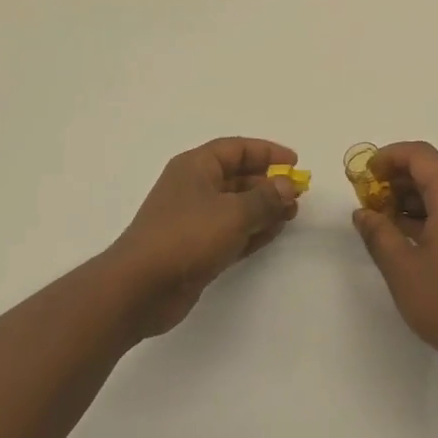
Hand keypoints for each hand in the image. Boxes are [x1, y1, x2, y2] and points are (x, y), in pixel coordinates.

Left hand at [105, 138, 300, 337]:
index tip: (294, 163)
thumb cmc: (186, 237)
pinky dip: (252, 230)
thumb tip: (286, 186)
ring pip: (236, 206)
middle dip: (268, 183)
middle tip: (297, 194)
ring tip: (292, 214)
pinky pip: (231, 232)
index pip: (236, 148)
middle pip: (237, 177)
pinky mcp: (197, 248)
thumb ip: (265, 198)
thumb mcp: (232, 213)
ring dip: (264, 208)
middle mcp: (194, 188)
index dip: (267, 152)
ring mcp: (194, 220)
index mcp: (195, 167)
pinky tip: (274, 232)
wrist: (140, 288)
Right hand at [351, 141, 437, 381]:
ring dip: (407, 201)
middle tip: (367, 200)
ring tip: (379, 222)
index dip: (389, 156)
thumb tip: (363, 213)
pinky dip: (422, 219)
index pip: (421, 155)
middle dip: (395, 179)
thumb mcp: (402, 268)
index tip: (364, 174)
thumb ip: (378, 234)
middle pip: (431, 173)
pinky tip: (403, 242)